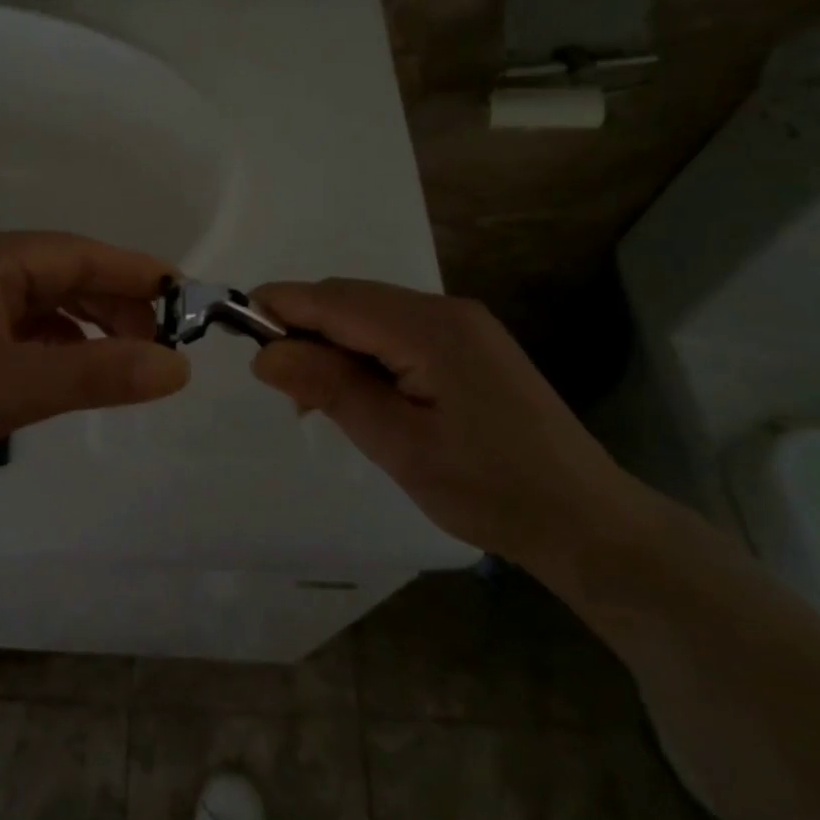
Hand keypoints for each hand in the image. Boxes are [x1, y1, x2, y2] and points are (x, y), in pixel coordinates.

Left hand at [0, 231, 189, 508]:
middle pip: (59, 273)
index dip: (135, 273)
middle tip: (161, 344)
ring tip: (127, 361)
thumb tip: (179, 367)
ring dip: (83, 327)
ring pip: (37, 302)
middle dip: (112, 304)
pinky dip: (50, 345)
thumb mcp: (14, 388)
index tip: (187, 297)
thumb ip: (99, 373)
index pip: (77, 252)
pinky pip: (13, 328)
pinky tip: (72, 371)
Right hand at [249, 279, 646, 567]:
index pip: (334, 299)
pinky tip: (359, 392)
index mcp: (429, 328)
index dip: (279, 306)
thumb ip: (330, 388)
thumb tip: (265, 352)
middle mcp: (445, 309)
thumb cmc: (488, 488)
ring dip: (332, 343)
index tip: (234, 328)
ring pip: (370, 314)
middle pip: (350, 299)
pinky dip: (362, 352)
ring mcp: (461, 325)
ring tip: (315, 399)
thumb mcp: (397, 444)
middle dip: (303, 328)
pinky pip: (395, 331)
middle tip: (280, 386)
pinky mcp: (468, 345)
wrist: (586, 520)